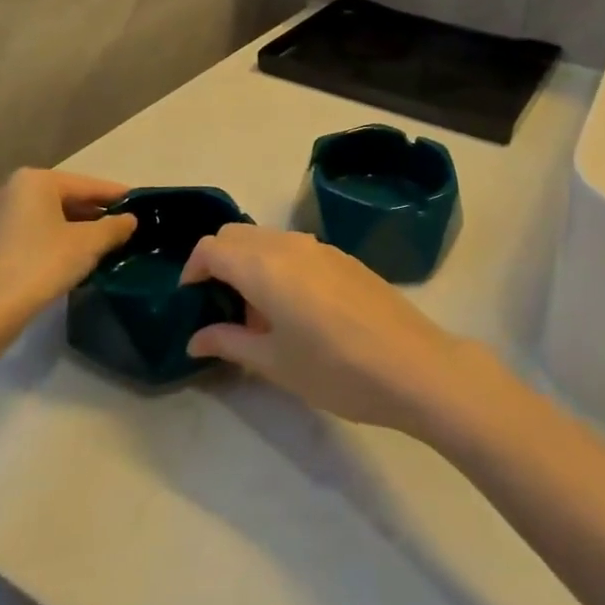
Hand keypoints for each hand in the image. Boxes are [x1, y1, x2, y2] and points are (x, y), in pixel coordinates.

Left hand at [0, 169, 136, 334]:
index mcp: (32, 180)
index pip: (85, 185)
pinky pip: (15, 241)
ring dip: (61, 231)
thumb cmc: (41, 265)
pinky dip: (37, 247)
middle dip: (87, 215)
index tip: (136, 205)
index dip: (114, 196)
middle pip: (57, 200)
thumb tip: (128, 220)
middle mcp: (3, 191)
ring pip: (35, 221)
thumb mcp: (89, 244)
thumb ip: (113, 227)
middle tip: (114, 231)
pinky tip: (52, 267)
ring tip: (86, 251)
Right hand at [180, 224, 479, 435]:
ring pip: (267, 238)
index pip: (212, 247)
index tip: (191, 301)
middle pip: (237, 234)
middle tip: (219, 307)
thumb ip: (229, 343)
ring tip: (256, 314)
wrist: (413, 365)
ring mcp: (320, 246)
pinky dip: (277, 264)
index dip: (193, 269)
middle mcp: (289, 244)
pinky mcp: (342, 256)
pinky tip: (294, 309)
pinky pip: (294, 247)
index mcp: (265, 265)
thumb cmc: (336, 370)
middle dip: (218, 261)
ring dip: (249, 262)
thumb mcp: (274, 363)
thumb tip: (195, 338)